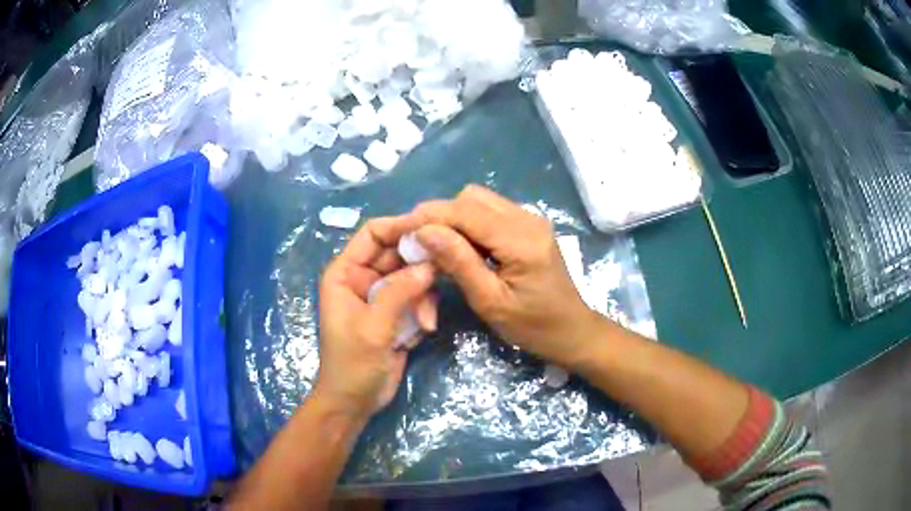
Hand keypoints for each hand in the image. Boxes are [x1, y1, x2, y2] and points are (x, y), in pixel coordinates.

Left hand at [316, 216, 436, 419]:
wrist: (355, 402)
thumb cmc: (352, 364)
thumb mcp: (373, 327)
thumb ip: (399, 292)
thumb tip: (429, 264)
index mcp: (345, 272)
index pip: (373, 234)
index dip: (401, 226)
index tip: (433, 228)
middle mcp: (363, 278)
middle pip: (397, 252)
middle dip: (420, 264)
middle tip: (446, 270)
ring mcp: (381, 296)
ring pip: (412, 275)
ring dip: (424, 294)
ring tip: (426, 319)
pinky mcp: (396, 313)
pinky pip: (417, 297)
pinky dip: (424, 309)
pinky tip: (424, 329)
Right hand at [409, 186, 603, 368]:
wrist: (571, 330)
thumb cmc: (533, 327)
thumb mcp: (491, 301)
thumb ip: (459, 262)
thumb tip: (424, 230)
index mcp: (521, 239)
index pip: (464, 211)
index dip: (428, 216)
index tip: (400, 231)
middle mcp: (527, 218)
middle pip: (470, 197)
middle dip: (440, 216)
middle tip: (419, 244)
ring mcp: (530, 219)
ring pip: (479, 201)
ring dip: (454, 219)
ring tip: (438, 248)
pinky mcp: (529, 225)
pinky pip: (490, 212)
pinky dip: (469, 224)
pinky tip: (462, 248)